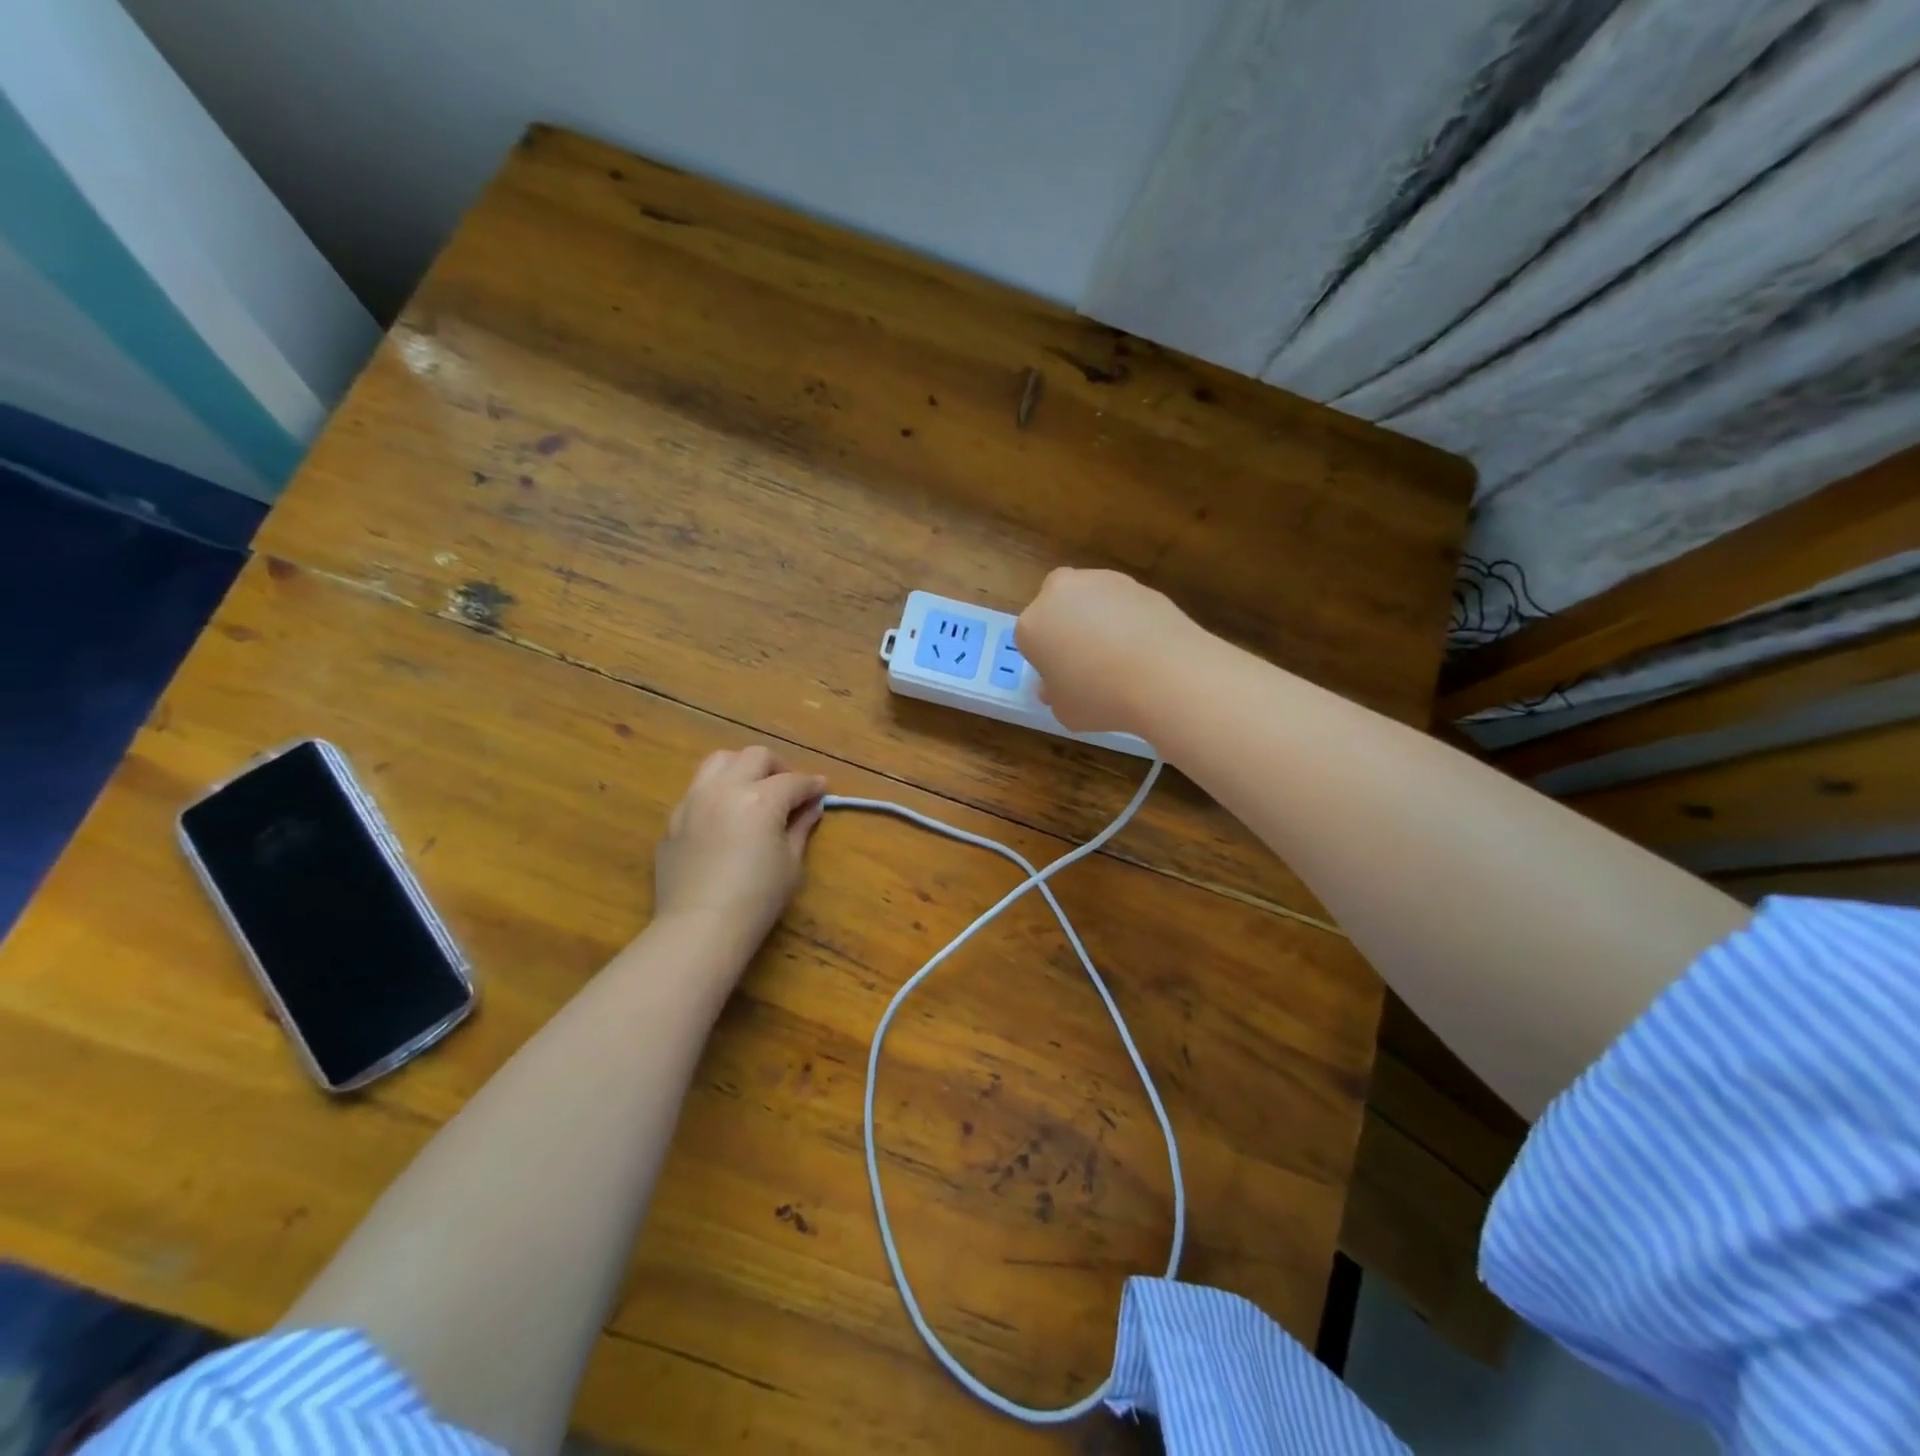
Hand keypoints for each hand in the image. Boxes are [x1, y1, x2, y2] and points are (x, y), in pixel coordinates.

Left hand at [652, 747, 826, 952]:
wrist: (700, 927)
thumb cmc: (757, 898)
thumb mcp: (791, 864)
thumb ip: (800, 828)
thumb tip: (811, 808)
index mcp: (760, 799)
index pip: (794, 781)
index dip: (812, 785)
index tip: (822, 790)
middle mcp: (725, 789)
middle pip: (755, 757)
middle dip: (778, 767)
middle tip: (788, 788)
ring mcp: (694, 801)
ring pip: (719, 761)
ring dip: (742, 768)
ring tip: (752, 789)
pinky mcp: (674, 819)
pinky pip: (697, 790)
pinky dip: (717, 792)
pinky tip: (724, 817)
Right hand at [1016, 568, 1201, 735]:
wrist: (1165, 675)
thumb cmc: (1101, 697)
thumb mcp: (1065, 712)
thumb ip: (1054, 694)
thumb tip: (1056, 686)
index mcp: (1032, 625)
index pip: (1029, 640)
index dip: (1045, 661)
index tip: (1062, 680)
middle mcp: (1060, 593)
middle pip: (1055, 607)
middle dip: (1065, 626)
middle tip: (1085, 660)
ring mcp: (1101, 582)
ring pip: (1090, 599)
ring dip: (1097, 618)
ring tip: (1120, 655)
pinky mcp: (1138, 583)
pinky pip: (1123, 603)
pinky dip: (1128, 619)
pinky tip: (1143, 646)